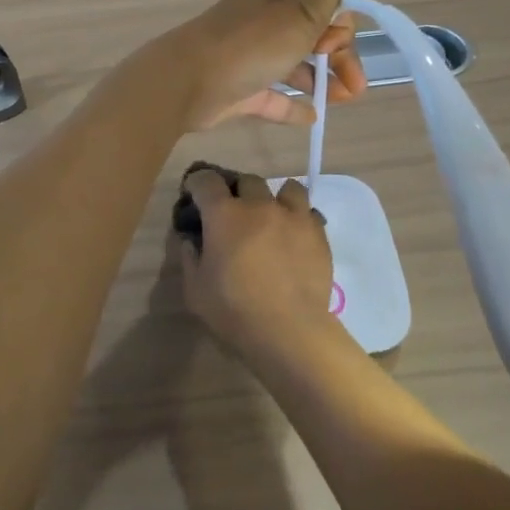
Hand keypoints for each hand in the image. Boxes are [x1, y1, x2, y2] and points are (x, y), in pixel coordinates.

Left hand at [163, 0, 366, 129]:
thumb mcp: (299, 10)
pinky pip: (272, 96)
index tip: (342, 44)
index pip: (322, 3)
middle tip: (357, 86)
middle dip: (340, 57)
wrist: (184, 84)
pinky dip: (293, 104)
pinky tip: (312, 116)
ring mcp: (248, 57)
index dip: (341, 23)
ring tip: (343, 101)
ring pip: (294, 66)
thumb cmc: (249, 45)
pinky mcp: (238, 89)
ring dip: (323, 80)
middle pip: (312, 36)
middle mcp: (262, 22)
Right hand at [176, 166, 334, 355]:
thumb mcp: (195, 290)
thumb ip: (191, 258)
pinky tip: (295, 237)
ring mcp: (293, 216)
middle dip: (238, 191)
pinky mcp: (318, 233)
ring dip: (275, 198)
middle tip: (234, 213)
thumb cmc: (234, 310)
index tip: (194, 192)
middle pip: (248, 180)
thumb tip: (192, 241)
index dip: (198, 182)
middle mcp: (259, 205)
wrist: (289, 329)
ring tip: (272, 217)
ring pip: (286, 188)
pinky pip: (309, 212)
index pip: (207, 181)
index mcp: (224, 215)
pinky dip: (299, 219)